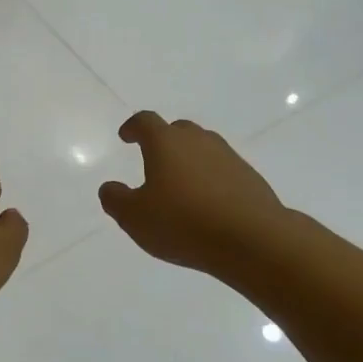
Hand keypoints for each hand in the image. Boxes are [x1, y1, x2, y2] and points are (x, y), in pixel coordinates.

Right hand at [99, 111, 288, 277]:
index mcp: (166, 143)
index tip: (126, 136)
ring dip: (189, 160)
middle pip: (178, 130)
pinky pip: (222, 170)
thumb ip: (116, 200)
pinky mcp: (249, 178)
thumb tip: (110, 188)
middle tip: (154, 160)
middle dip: (163, 141)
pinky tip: (207, 204)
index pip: (145, 122)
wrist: (252, 239)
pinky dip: (210, 179)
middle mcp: (198, 141)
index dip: (133, 127)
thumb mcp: (135, 218)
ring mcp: (228, 157)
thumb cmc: (183, 222)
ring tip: (181, 185)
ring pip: (203, 149)